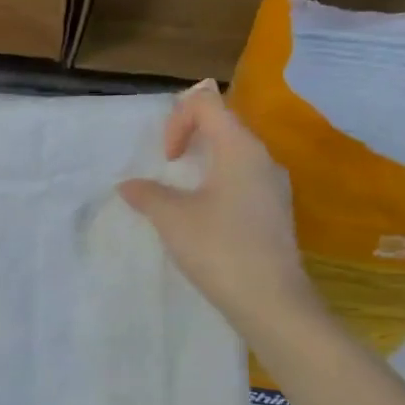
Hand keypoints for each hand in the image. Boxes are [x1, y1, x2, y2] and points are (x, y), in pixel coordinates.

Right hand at [117, 81, 321, 333]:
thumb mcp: (172, 219)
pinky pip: (243, 179)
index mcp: (239, 147)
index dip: (177, 119)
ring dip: (203, 162)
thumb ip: (147, 194)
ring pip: (234, 153)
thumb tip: (129, 186)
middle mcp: (262, 157)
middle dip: (189, 137)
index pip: (206, 102)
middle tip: (167, 168)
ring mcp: (273, 185)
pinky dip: (218, 184)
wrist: (271, 302)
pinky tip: (204, 218)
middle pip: (222, 123)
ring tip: (181, 194)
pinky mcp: (275, 210)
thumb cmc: (219, 249)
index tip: (166, 158)